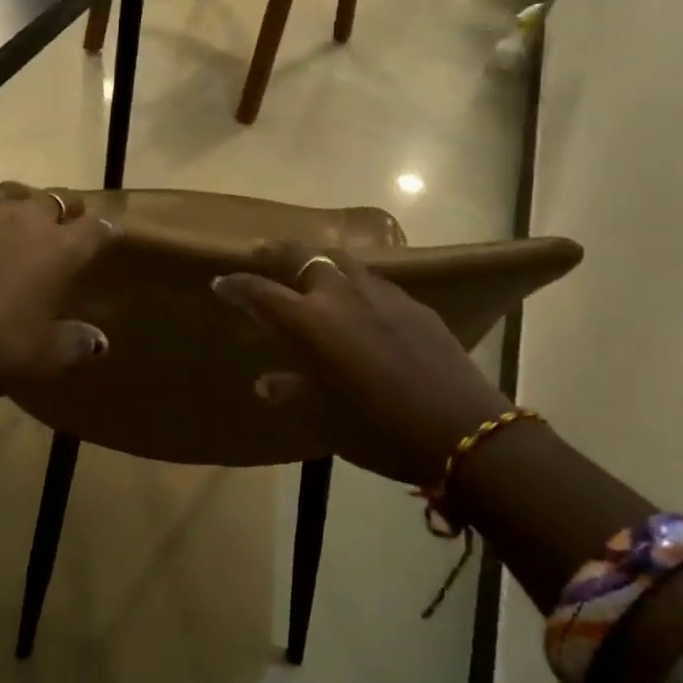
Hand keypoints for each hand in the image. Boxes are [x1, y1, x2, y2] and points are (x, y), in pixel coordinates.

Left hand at [0, 188, 116, 391]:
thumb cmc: (0, 345)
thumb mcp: (46, 354)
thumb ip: (76, 342)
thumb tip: (99, 341)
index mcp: (58, 250)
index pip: (93, 229)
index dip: (105, 230)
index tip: (112, 234)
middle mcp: (24, 228)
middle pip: (52, 200)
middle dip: (65, 207)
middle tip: (70, 219)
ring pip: (11, 204)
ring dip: (24, 213)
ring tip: (27, 229)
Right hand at [212, 244, 513, 484]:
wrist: (460, 430)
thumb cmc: (378, 429)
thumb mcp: (323, 417)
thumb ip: (290, 391)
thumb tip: (266, 382)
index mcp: (310, 322)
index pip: (261, 293)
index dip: (238, 286)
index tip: (221, 282)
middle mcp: (340, 295)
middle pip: (302, 256)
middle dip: (276, 252)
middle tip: (262, 254)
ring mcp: (380, 294)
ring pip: (340, 259)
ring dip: (318, 259)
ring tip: (309, 267)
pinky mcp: (413, 303)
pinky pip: (373, 279)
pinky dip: (353, 280)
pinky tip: (358, 298)